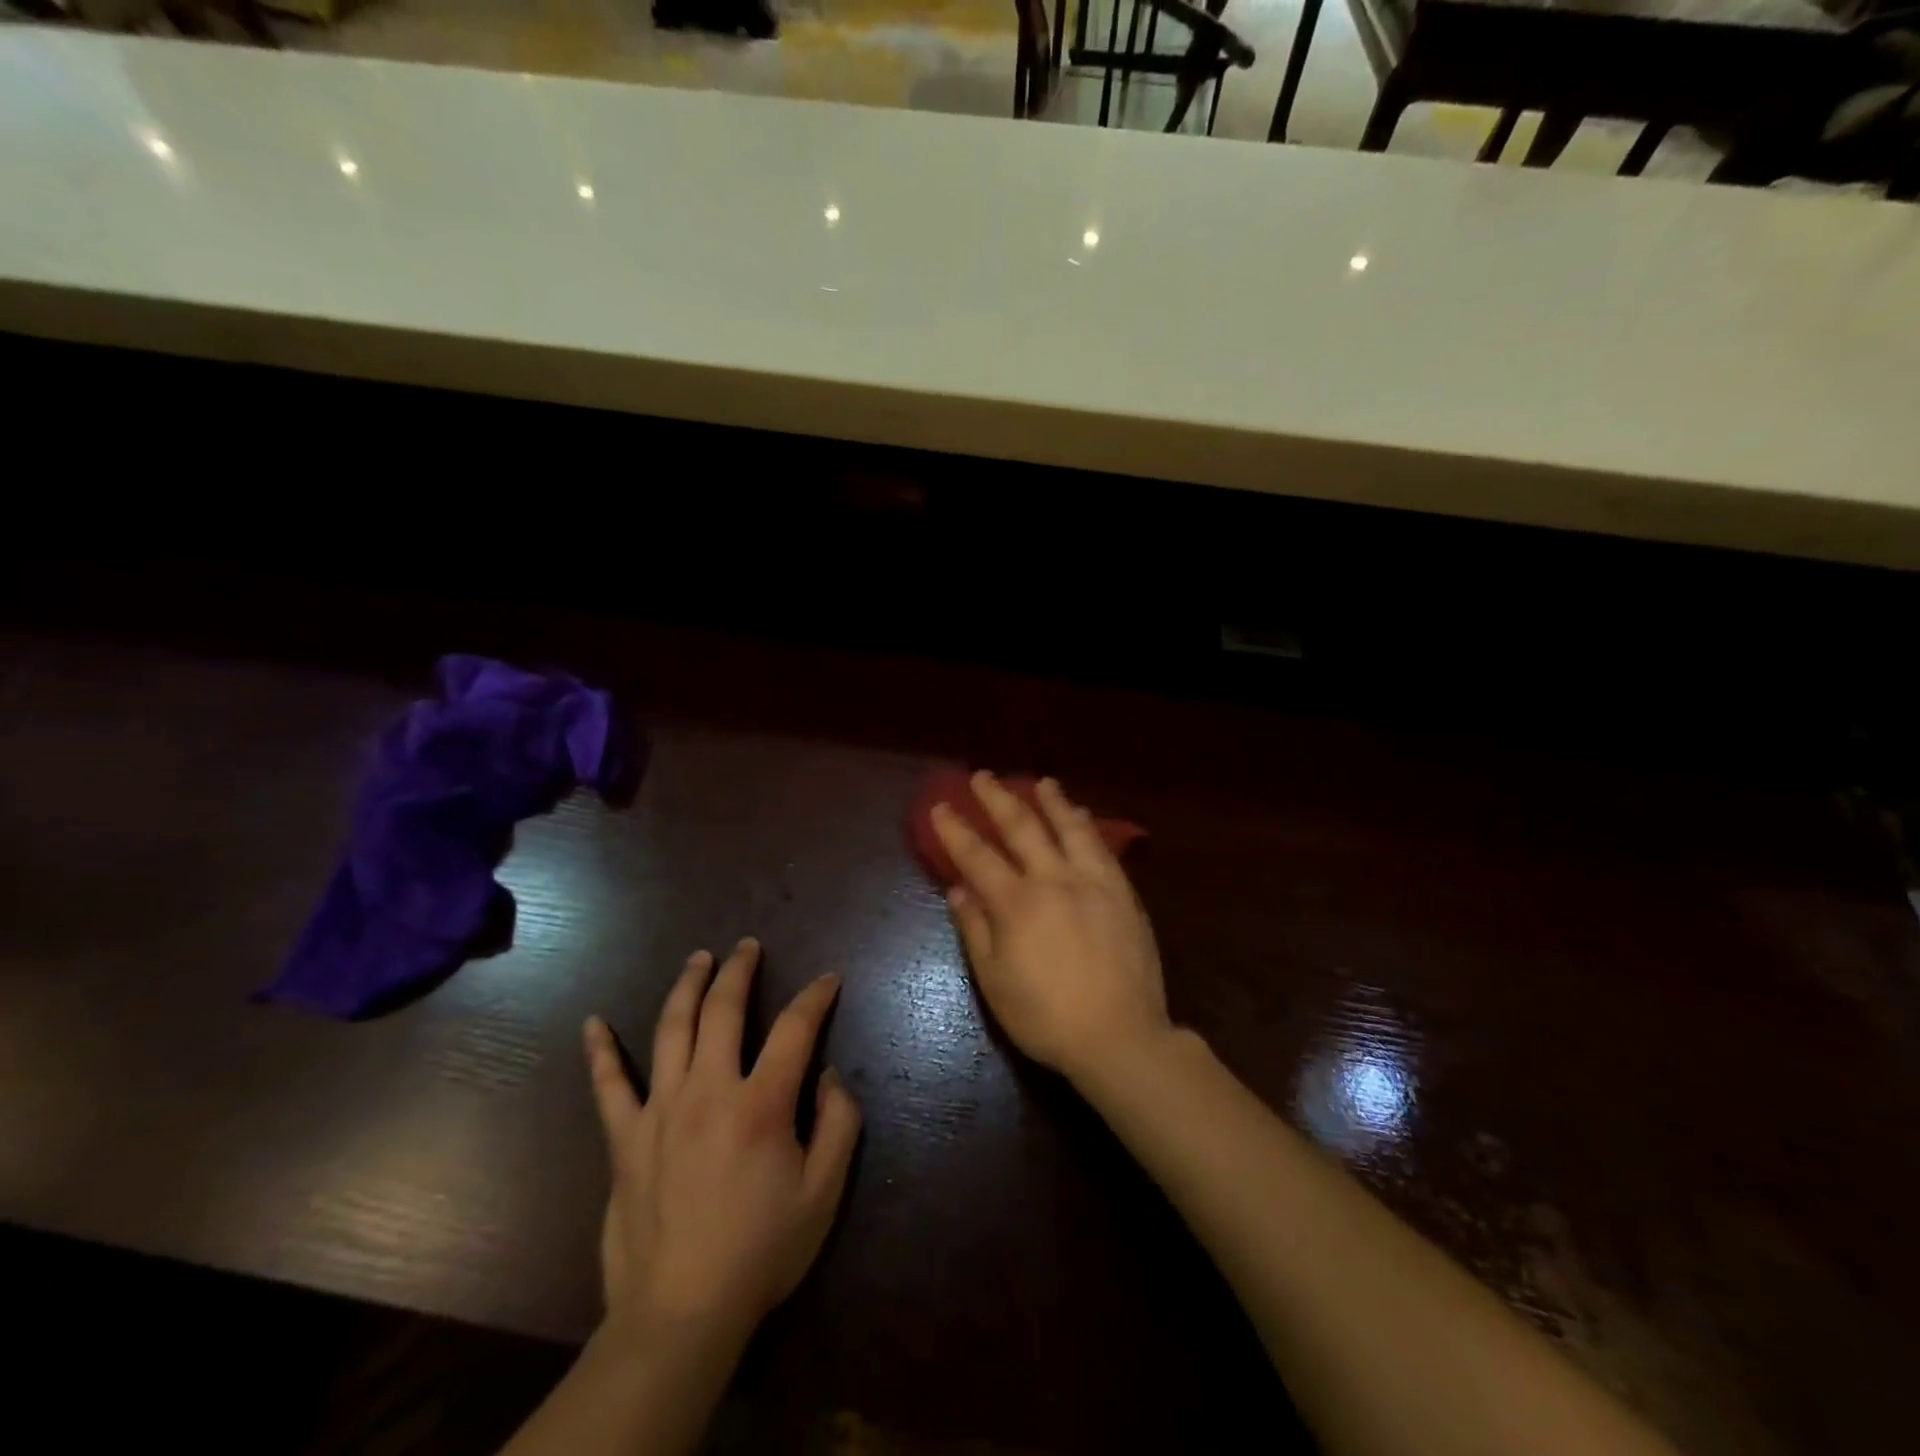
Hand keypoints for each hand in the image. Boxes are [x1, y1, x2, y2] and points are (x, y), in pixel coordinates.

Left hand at [583, 937, 860, 1352]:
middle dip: (739, 970)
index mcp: (760, 1104)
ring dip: (687, 986)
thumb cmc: (761, 1252)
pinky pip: (608, 1087)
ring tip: (699, 959)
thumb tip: (827, 1076)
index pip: (795, 1028)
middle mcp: (708, 1091)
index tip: (827, 979)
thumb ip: (838, 1124)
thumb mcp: (823, 1193)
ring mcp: (660, 1111)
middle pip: (723, 1010)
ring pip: (672, 1029)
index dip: (815, 997)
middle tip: (748, 946)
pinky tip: (592, 1023)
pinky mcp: (626, 1140)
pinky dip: (601, 1052)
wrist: (681, 1315)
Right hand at [933, 772, 1171, 1084]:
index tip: (941, 806)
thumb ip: (975, 929)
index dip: (955, 829)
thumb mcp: (995, 982)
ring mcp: (1093, 882)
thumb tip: (958, 889)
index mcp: (1017, 903)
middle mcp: (1054, 879)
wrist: (1120, 1036)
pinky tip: (1081, 816)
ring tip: (1041, 782)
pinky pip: (1102, 847)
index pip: (977, 855)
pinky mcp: (1122, 892)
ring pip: (1069, 828)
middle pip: (1022, 827)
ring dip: (1051, 801)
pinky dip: (1086, 826)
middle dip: (998, 798)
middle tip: (982, 776)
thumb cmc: (1046, 1017)